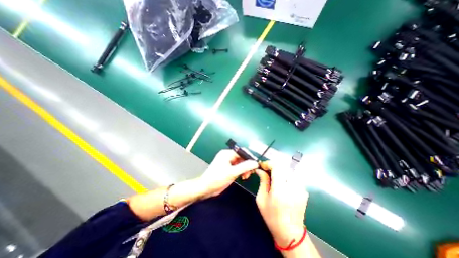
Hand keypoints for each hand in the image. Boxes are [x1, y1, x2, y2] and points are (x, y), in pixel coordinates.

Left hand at [197, 150, 256, 200]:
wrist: (206, 188)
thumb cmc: (217, 179)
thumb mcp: (232, 173)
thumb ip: (244, 167)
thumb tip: (255, 163)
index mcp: (227, 154)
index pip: (242, 152)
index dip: (249, 158)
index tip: (255, 165)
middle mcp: (227, 156)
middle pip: (241, 157)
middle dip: (247, 165)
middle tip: (250, 173)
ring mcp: (227, 162)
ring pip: (240, 163)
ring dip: (244, 169)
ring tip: (246, 177)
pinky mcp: (227, 168)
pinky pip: (237, 167)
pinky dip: (241, 172)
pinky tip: (242, 177)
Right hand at [255, 161, 307, 248]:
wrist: (290, 232)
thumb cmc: (272, 216)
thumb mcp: (261, 199)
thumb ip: (262, 181)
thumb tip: (259, 170)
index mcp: (280, 190)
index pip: (277, 167)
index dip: (269, 163)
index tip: (262, 165)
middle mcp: (293, 187)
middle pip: (283, 166)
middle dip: (273, 165)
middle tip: (266, 169)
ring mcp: (300, 188)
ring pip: (288, 170)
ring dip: (279, 169)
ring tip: (273, 175)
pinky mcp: (304, 190)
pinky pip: (293, 176)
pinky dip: (285, 175)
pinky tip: (281, 181)